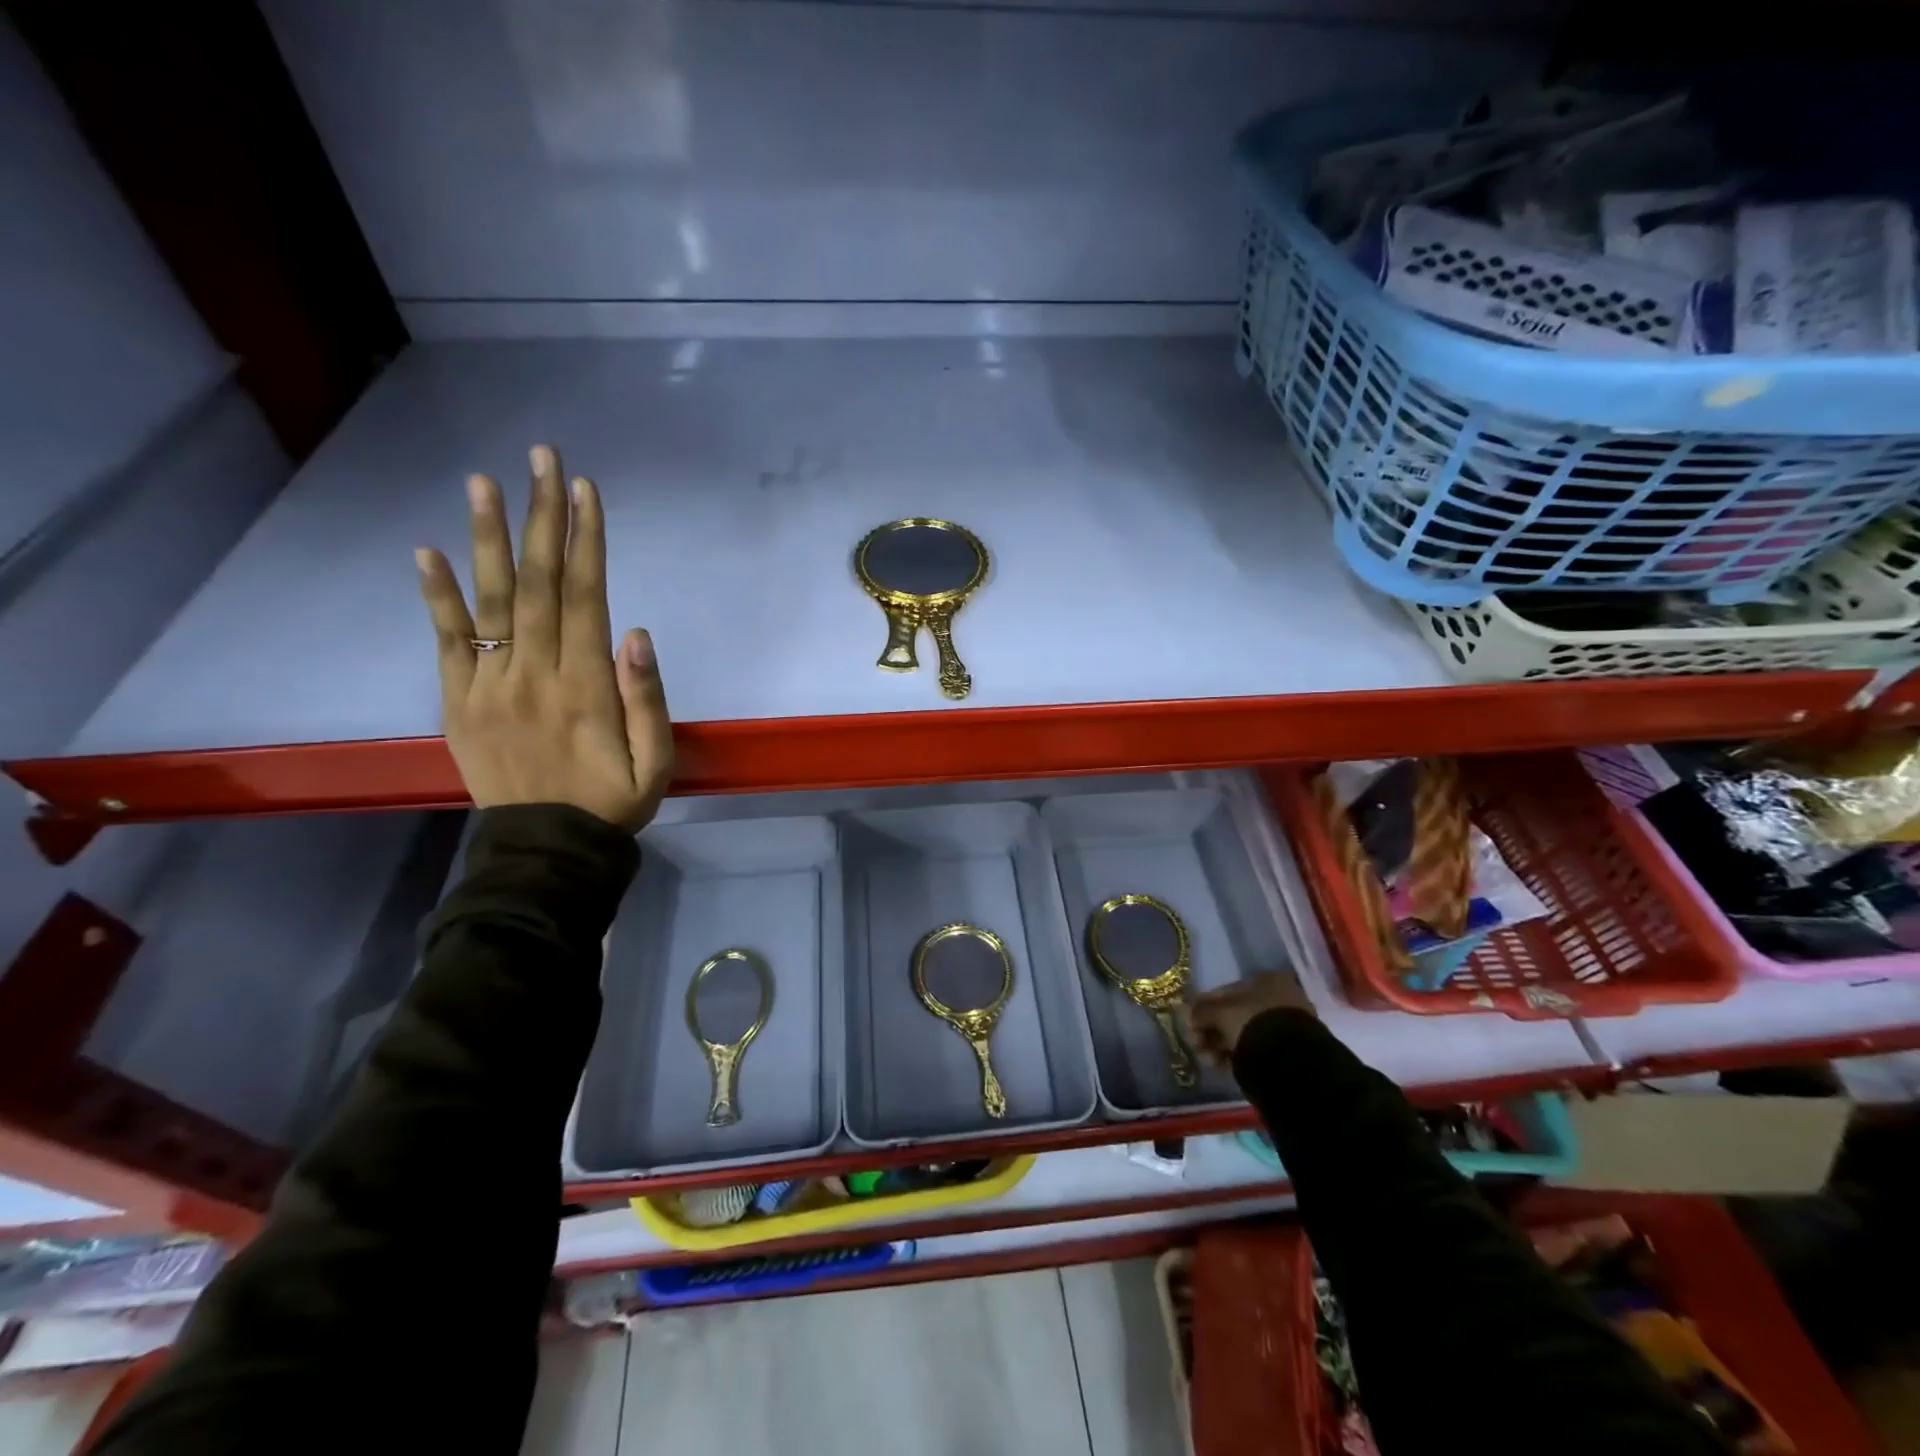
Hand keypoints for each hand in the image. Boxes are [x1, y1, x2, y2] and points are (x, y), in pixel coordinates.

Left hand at [415, 445, 673, 832]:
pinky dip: (436, 596)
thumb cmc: (613, 801)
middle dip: (542, 518)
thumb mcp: (657, 760)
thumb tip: (636, 632)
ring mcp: (489, 685)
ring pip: (490, 600)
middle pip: (538, 583)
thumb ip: (648, 699)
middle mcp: (534, 673)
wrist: (546, 850)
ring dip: (487, 538)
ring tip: (484, 481)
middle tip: (542, 459)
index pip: (585, 597)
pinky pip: (446, 641)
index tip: (583, 490)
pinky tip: (428, 551)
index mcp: (586, 686)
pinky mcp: (458, 701)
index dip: (586, 541)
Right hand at [1188, 972, 1315, 1067]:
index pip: (1226, 991)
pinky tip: (1220, 1065)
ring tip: (1207, 1059)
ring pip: (1243, 1032)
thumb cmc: (1252, 1022)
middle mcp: (1279, 998)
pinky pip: (1255, 1048)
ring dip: (1220, 1044)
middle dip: (1211, 1029)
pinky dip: (1236, 1055)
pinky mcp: (1288, 1051)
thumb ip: (1201, 1010)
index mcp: (1267, 980)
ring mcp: (1286, 1025)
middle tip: (1195, 1043)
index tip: (1189, 1022)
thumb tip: (1185, 1012)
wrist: (1288, 1060)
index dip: (1203, 1006)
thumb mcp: (1220, 1013)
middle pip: (1234, 1013)